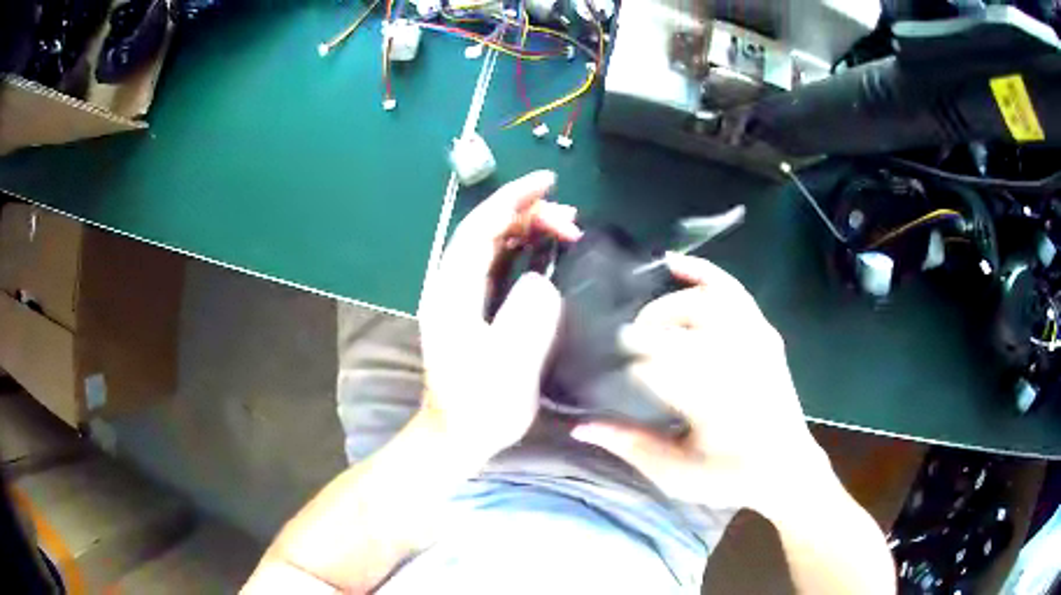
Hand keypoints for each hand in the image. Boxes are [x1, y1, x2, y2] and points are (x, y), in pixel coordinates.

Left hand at [418, 170, 581, 459]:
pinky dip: (523, 249)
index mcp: (452, 292)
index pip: (480, 229)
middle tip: (571, 219)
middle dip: (526, 212)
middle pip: (485, 230)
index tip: (548, 183)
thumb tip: (542, 283)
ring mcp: (460, 296)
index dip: (512, 200)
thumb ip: (525, 322)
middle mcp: (450, 286)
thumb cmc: (479, 407)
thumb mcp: (506, 370)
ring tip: (565, 228)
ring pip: (492, 245)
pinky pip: (497, 264)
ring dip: (526, 228)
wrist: (457, 435)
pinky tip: (545, 252)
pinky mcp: (472, 308)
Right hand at [572, 253, 829, 508]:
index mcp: (713, 400)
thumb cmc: (730, 477)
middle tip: (622, 345)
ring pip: (701, 301)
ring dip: (667, 305)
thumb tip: (579, 426)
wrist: (787, 468)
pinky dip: (702, 272)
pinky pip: (732, 290)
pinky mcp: (764, 331)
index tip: (607, 368)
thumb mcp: (675, 473)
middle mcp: (737, 361)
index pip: (657, 364)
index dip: (626, 362)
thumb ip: (629, 446)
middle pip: (678, 326)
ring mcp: (754, 339)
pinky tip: (674, 264)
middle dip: (643, 331)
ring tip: (645, 320)